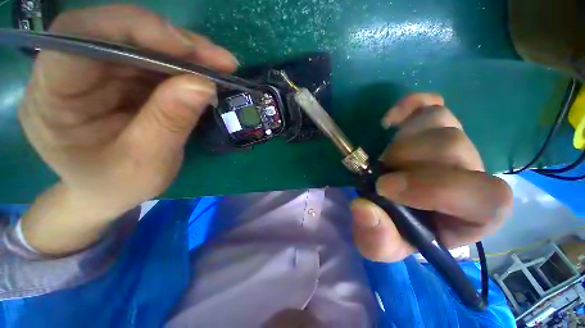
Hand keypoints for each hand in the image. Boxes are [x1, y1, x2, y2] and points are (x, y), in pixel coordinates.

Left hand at [19, 5, 237, 254]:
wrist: (106, 190)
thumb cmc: (115, 185)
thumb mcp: (144, 163)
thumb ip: (169, 120)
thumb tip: (201, 85)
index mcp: (54, 92)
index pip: (87, 37)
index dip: (141, 33)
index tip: (194, 53)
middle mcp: (73, 68)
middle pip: (121, 31)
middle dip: (176, 43)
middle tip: (221, 61)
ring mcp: (101, 67)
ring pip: (145, 43)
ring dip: (187, 55)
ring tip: (222, 69)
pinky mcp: (126, 74)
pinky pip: (157, 59)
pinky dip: (185, 66)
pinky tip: (207, 77)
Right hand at [350, 93, 511, 261]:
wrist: (396, 210)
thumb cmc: (396, 231)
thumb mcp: (382, 244)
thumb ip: (376, 238)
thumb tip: (363, 207)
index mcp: (474, 215)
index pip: (487, 195)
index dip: (435, 188)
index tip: (385, 188)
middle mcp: (474, 173)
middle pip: (453, 147)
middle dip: (405, 160)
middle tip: (381, 174)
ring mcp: (456, 144)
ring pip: (440, 121)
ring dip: (401, 141)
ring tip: (386, 160)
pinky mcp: (436, 126)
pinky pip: (432, 103)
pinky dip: (410, 106)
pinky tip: (390, 121)